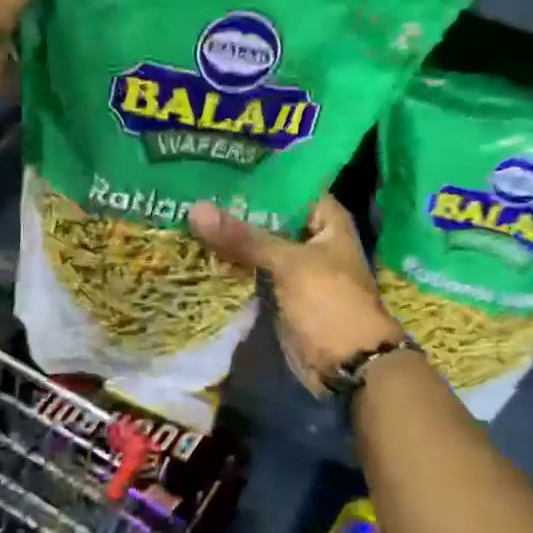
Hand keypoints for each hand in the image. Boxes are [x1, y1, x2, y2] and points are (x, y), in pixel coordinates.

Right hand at [189, 196, 404, 396]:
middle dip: (235, 208)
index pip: (289, 185)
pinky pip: (251, 269)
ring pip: (256, 244)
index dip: (258, 177)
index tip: (219, 166)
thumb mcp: (288, 263)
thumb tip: (195, 209)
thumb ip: (244, 237)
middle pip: (268, 215)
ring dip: (229, 237)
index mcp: (327, 220)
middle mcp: (311, 238)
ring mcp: (294, 267)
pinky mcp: (279, 292)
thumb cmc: (330, 302)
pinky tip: (197, 249)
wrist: (347, 365)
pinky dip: (230, 263)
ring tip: (186, 215)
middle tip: (191, 189)